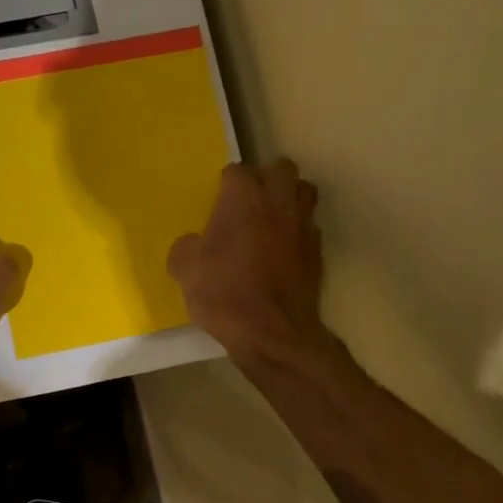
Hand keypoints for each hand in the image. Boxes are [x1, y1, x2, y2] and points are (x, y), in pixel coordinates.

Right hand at [168, 160, 327, 364]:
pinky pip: (309, 227)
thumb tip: (194, 243)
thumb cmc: (224, 294)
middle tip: (249, 201)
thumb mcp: (184, 271)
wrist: (272, 334)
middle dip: (266, 178)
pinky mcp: (317, 253)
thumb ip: (186, 247)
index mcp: (242, 201)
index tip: (217, 202)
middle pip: (281, 169)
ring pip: (304, 192)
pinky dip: (297, 231)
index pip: (237, 171)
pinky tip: (282, 251)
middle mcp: (277, 205)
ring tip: (271, 218)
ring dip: (289, 197)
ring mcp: (302, 227)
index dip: (226, 184)